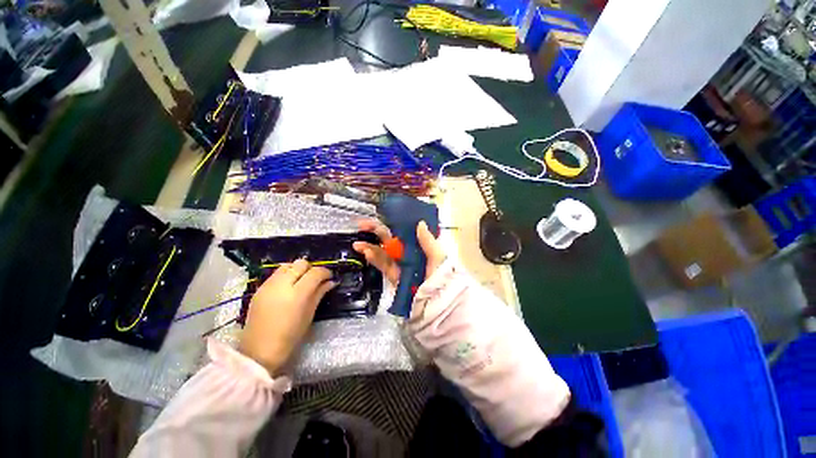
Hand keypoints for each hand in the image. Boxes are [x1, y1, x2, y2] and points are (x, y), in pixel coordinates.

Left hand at [239, 259, 335, 375]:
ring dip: (297, 270)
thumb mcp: (309, 314)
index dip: (325, 272)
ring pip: (287, 265)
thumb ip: (319, 293)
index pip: (315, 272)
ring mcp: (268, 285)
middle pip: (301, 264)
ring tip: (301, 282)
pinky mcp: (259, 288)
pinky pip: (276, 274)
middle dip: (311, 269)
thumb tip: (330, 282)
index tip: (329, 277)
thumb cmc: (290, 336)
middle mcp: (282, 284)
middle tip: (315, 280)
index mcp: (297, 294)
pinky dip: (286, 275)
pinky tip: (288, 287)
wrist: (259, 351)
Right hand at [352, 219, 445, 284]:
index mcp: (417, 246)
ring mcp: (399, 264)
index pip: (403, 232)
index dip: (391, 224)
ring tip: (358, 243)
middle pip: (389, 240)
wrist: (436, 300)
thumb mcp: (437, 256)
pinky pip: (383, 265)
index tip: (381, 216)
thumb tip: (420, 223)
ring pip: (382, 252)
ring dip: (370, 246)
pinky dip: (374, 259)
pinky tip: (366, 252)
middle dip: (375, 232)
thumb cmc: (440, 275)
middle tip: (362, 225)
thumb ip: (428, 240)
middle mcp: (407, 253)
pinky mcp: (393, 276)